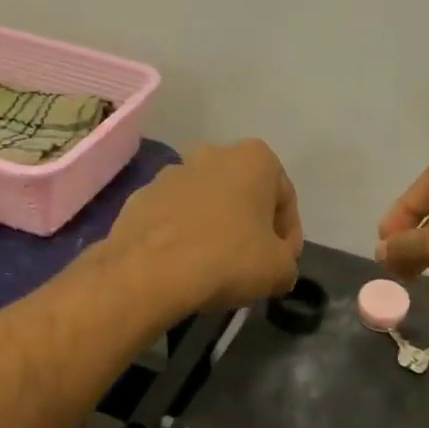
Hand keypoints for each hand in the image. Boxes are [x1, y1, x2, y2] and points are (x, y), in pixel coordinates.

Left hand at [109, 140, 303, 313]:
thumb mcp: (280, 270)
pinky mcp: (139, 198)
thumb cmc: (228, 259)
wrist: (150, 272)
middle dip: (250, 226)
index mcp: (253, 158)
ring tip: (215, 268)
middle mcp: (211, 154)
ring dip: (214, 229)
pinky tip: (183, 266)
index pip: (285, 198)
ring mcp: (170, 174)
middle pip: (243, 195)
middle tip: (252, 264)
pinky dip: (182, 237)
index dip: (289, 236)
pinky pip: (173, 218)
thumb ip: (287, 262)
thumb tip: (276, 266)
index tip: (283, 263)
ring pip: (205, 204)